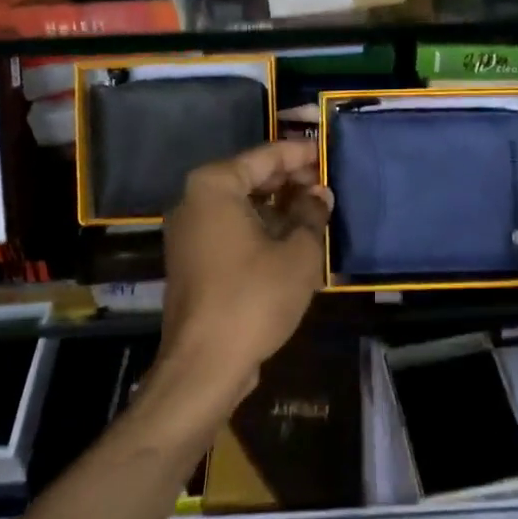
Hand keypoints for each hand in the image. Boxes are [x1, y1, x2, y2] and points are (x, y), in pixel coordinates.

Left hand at [158, 139, 331, 406]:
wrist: (204, 365)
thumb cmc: (254, 297)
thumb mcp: (298, 253)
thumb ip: (312, 214)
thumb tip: (320, 195)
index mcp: (214, 186)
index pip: (266, 156)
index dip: (301, 154)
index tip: (328, 153)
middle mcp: (194, 200)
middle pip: (251, 178)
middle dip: (290, 181)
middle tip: (326, 186)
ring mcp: (189, 232)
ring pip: (242, 206)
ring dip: (278, 208)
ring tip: (316, 213)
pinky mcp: (192, 260)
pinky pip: (231, 230)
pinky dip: (260, 229)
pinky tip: (292, 240)